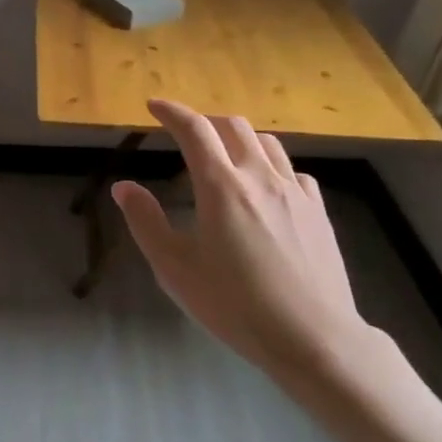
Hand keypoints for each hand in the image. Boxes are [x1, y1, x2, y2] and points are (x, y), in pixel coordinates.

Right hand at [112, 99, 371, 391]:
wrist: (312, 336)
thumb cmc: (234, 305)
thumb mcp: (175, 269)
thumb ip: (146, 222)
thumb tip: (124, 186)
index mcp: (221, 187)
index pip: (194, 130)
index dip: (171, 112)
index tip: (154, 106)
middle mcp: (260, 177)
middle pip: (232, 126)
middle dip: (205, 121)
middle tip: (186, 135)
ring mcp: (294, 191)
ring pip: (266, 143)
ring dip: (238, 138)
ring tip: (224, 156)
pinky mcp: (317, 210)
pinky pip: (291, 170)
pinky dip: (270, 165)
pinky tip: (264, 188)